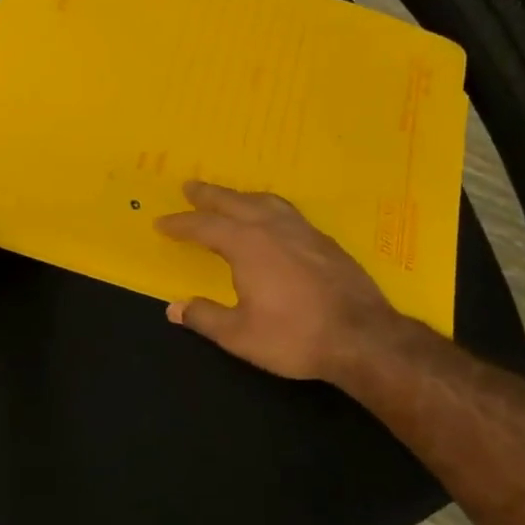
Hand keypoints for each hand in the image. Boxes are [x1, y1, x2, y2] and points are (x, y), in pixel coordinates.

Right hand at [155, 182, 402, 382]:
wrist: (362, 337)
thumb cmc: (294, 337)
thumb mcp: (239, 335)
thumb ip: (204, 317)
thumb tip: (174, 308)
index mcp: (247, 245)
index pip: (205, 227)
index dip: (181, 225)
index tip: (162, 223)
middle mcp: (274, 229)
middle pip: (235, 203)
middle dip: (209, 195)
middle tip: (190, 187)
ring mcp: (304, 232)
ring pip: (266, 202)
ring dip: (242, 197)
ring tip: (230, 198)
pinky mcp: (326, 242)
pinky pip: (288, 213)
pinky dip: (269, 209)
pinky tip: (273, 221)